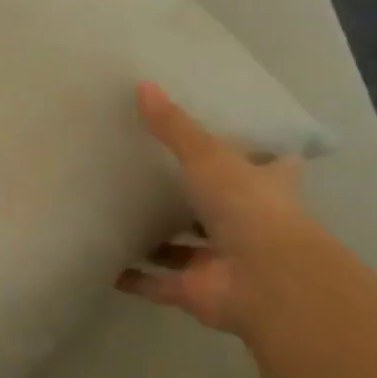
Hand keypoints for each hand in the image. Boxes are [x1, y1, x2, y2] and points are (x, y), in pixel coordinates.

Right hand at [118, 81, 317, 336]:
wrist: (263, 278)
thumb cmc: (246, 205)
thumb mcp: (207, 155)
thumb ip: (174, 126)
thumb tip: (143, 85)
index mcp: (263, 188)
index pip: (269, 167)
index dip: (258, 156)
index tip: (240, 142)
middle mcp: (247, 225)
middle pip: (220, 211)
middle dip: (194, 202)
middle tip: (153, 179)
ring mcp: (222, 262)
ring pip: (186, 250)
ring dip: (159, 243)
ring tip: (121, 218)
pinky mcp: (197, 292)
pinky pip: (159, 283)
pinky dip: (136, 279)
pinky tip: (107, 265)